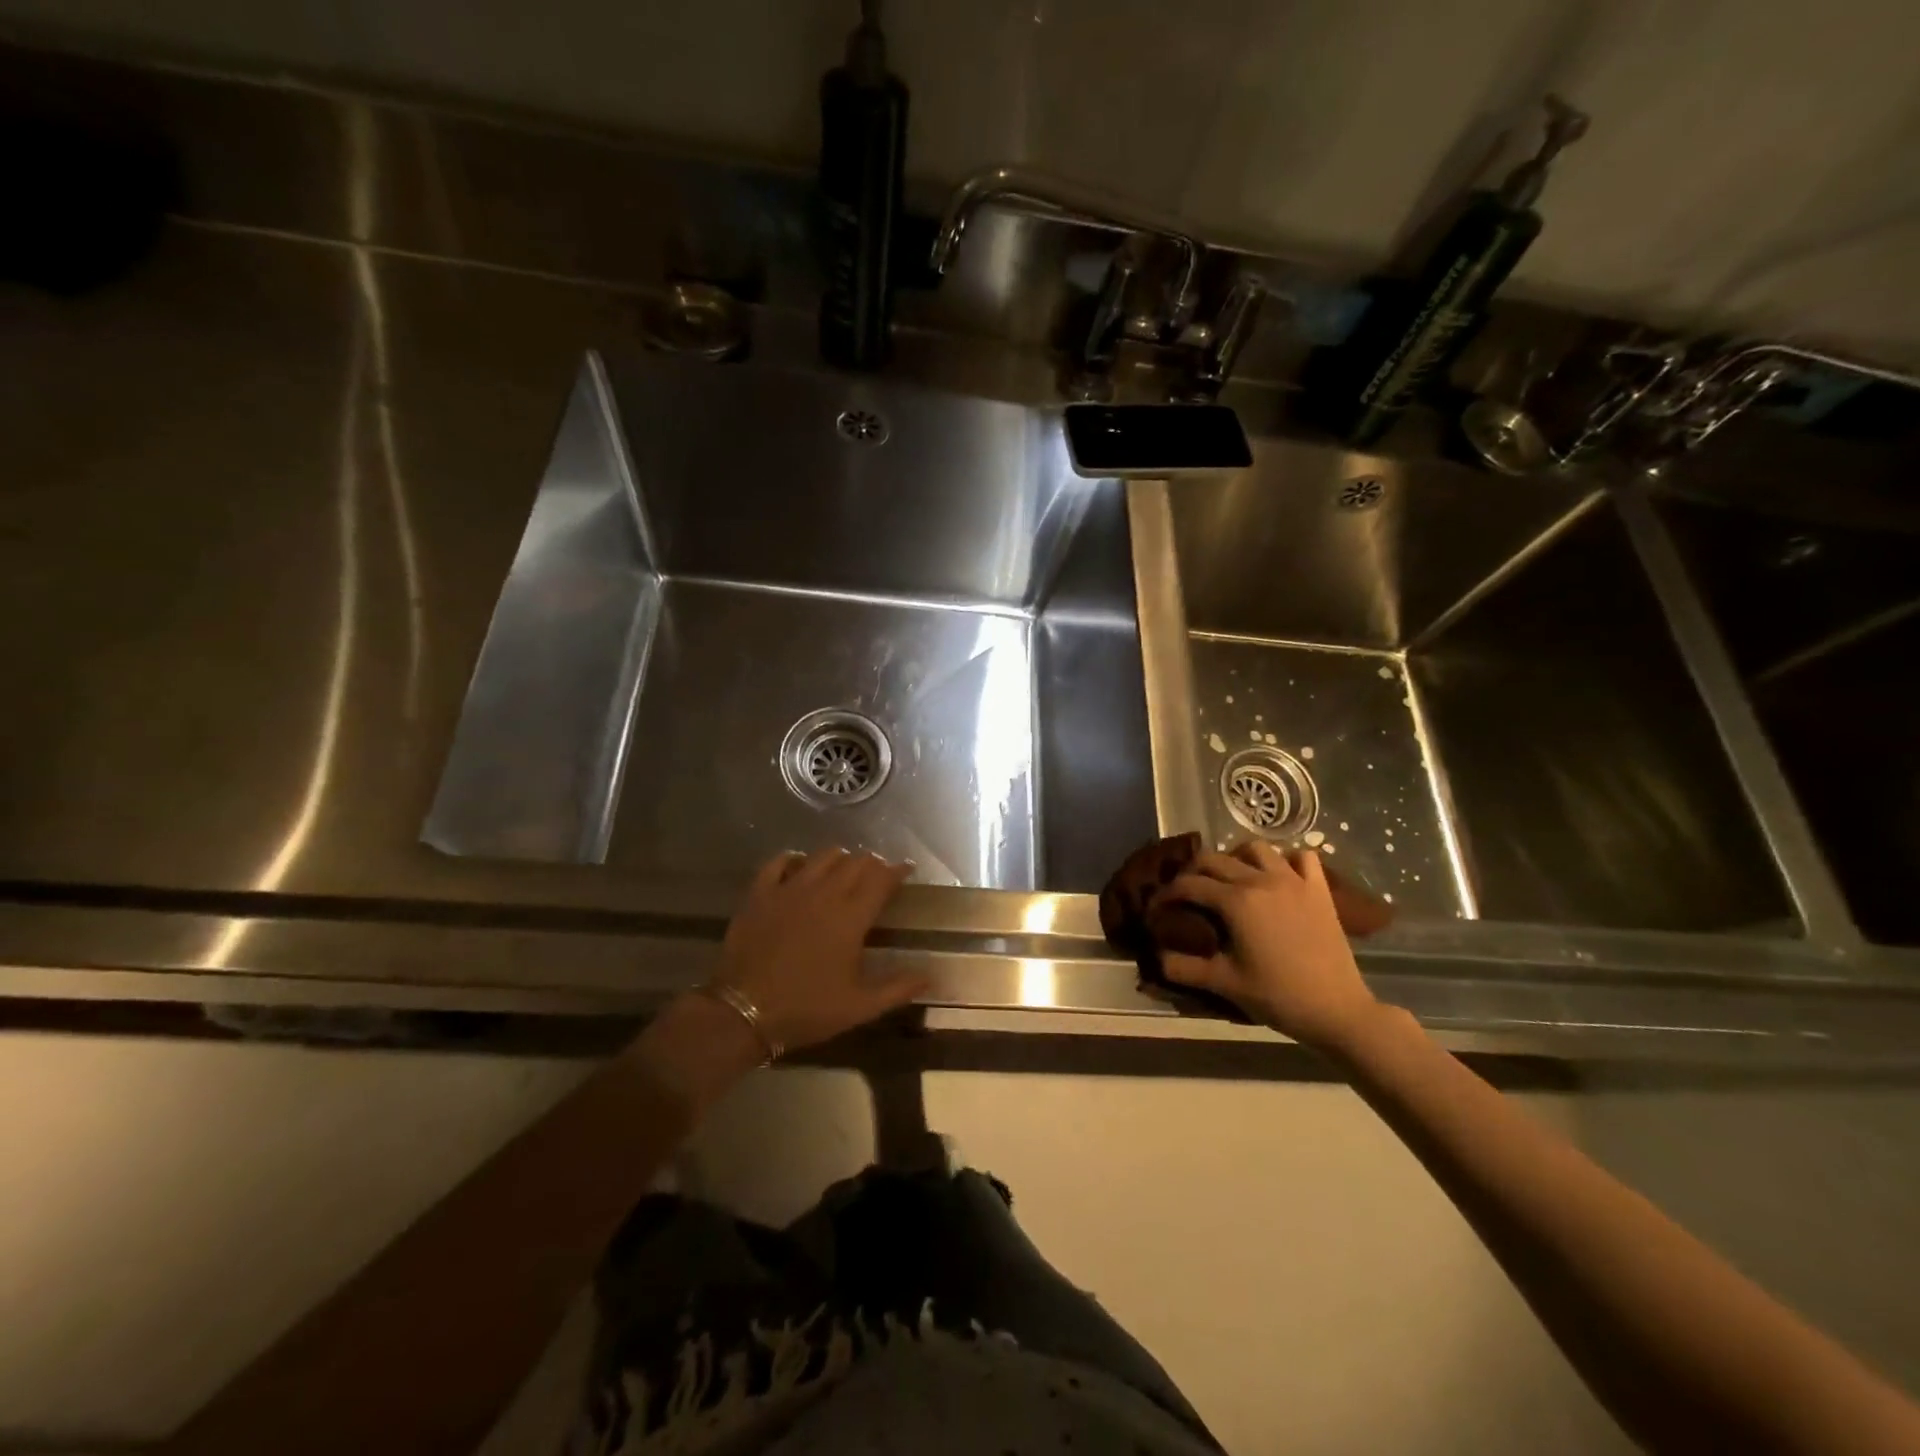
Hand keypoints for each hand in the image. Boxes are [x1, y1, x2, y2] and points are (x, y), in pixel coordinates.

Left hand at [710, 849, 926, 1054]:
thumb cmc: (806, 1009)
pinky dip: (793, 860)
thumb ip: (897, 988)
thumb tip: (930, 977)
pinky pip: (778, 862)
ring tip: (844, 869)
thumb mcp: (858, 1007)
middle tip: (877, 875)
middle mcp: (824, 893)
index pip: (882, 879)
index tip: (906, 870)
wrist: (743, 1011)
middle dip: (872, 864)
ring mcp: (789, 889)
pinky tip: (798, 866)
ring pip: (822, 857)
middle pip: (855, 863)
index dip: (897, 871)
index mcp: (851, 917)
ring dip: (839, 859)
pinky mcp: (760, 893)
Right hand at [1160, 841, 1382, 1051]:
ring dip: (1236, 857)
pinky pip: (1302, 858)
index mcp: (1236, 901)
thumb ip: (1184, 968)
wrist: (1337, 1010)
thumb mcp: (1224, 984)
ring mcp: (1294, 881)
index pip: (1189, 884)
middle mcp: (1262, 880)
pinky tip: (1278, 876)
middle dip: (1193, 871)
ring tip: (1230, 878)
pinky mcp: (1319, 890)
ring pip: (1256, 848)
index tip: (1158, 906)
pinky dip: (1286, 859)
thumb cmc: (1278, 996)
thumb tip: (1157, 956)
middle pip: (1215, 858)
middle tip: (1186, 891)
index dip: (1167, 893)